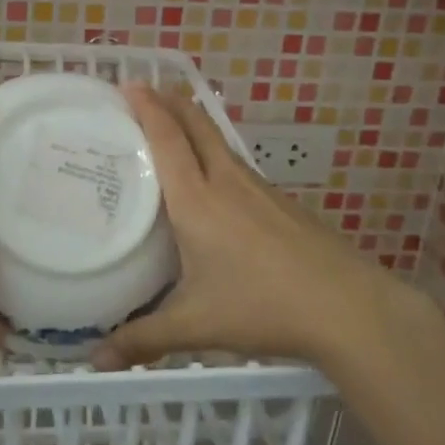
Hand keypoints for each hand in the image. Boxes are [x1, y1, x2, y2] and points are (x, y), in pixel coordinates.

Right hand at [92, 84, 426, 369]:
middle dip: (170, 100)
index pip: (167, 138)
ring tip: (172, 128)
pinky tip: (215, 182)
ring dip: (194, 125)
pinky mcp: (282, 203)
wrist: (349, 308)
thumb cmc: (262, 307)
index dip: (147, 106)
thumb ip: (142, 339)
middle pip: (196, 124)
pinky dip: (215, 154)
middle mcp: (226, 183)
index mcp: (197, 201)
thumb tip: (95, 362)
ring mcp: (259, 190)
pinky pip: (238, 165)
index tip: (128, 83)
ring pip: (219, 142)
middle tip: (145, 90)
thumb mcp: (195, 325)